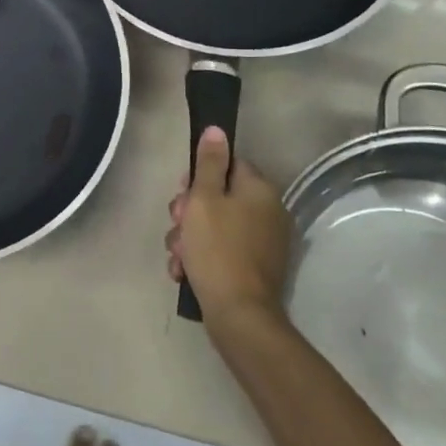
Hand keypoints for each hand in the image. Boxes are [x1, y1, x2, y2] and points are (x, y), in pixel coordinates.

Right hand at [165, 126, 295, 327]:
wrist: (238, 315)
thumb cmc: (217, 249)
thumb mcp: (204, 199)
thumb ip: (210, 163)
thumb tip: (217, 130)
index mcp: (259, 190)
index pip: (228, 165)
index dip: (199, 177)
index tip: (182, 193)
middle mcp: (268, 212)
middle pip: (219, 196)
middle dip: (189, 211)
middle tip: (177, 226)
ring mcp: (263, 242)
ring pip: (215, 225)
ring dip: (189, 237)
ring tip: (177, 255)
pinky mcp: (255, 268)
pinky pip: (221, 249)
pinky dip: (201, 257)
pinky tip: (184, 271)